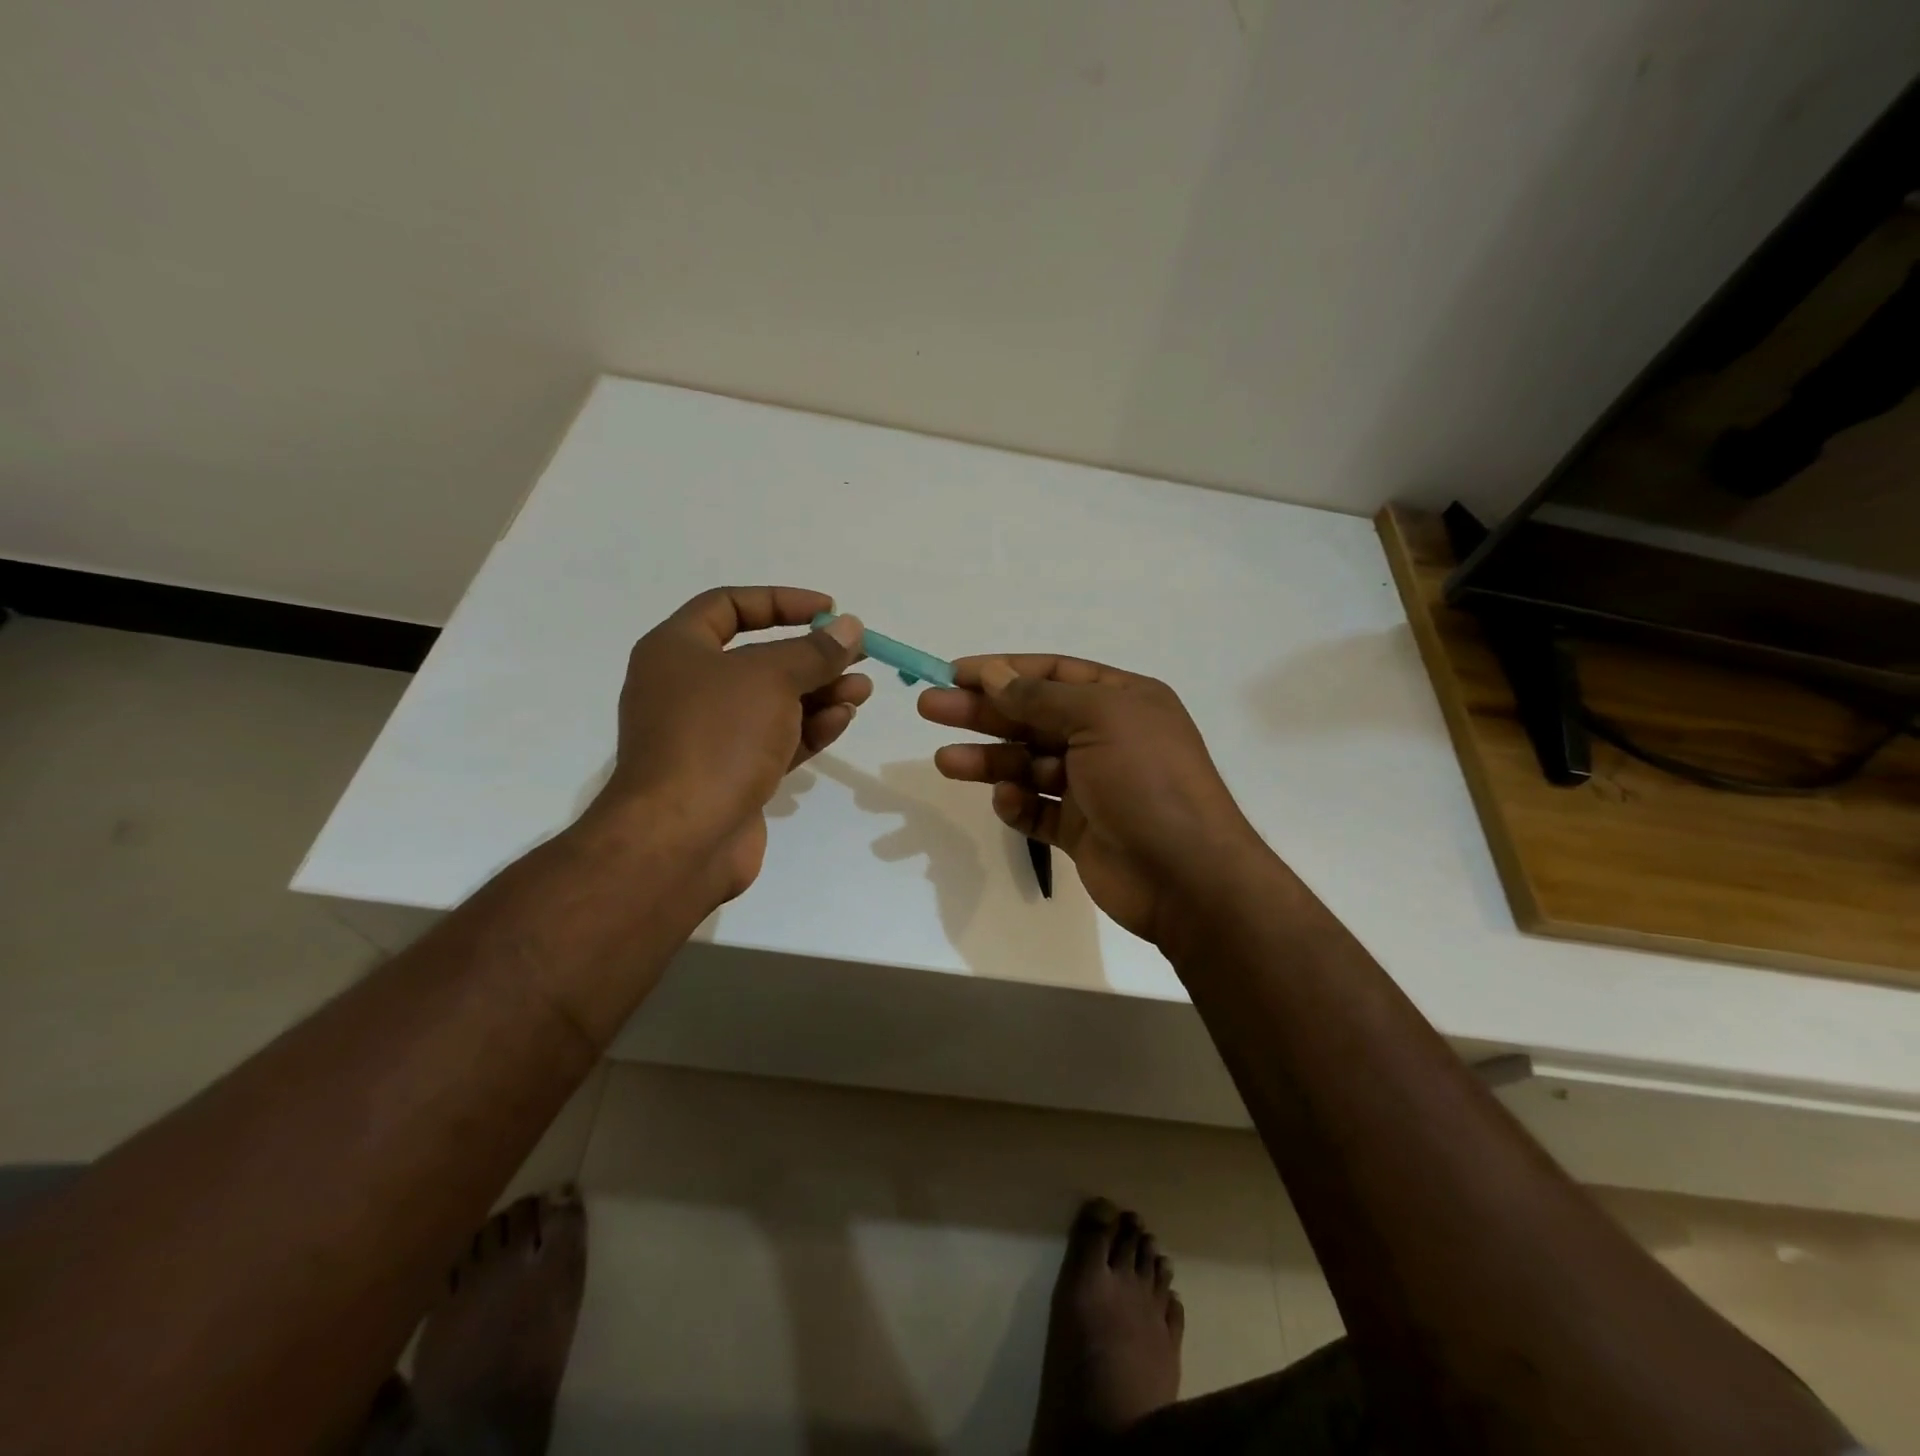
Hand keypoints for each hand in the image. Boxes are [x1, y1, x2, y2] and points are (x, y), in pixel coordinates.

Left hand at [594, 587, 869, 899]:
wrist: (682, 837)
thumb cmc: (718, 736)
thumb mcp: (771, 678)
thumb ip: (814, 651)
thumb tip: (849, 627)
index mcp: (676, 650)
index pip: (729, 605)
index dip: (781, 601)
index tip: (828, 608)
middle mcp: (688, 689)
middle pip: (758, 658)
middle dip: (811, 656)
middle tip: (857, 655)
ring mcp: (710, 736)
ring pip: (773, 703)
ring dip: (820, 693)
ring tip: (863, 690)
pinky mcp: (732, 774)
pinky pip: (776, 740)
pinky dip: (809, 728)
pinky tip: (843, 719)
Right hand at [919, 655, 1270, 944]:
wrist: (1187, 875)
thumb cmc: (1147, 779)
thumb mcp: (1097, 719)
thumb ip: (1040, 697)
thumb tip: (994, 673)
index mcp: (1122, 701)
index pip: (1054, 674)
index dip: (1004, 670)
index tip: (955, 673)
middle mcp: (1107, 737)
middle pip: (1032, 718)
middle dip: (982, 712)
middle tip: (929, 708)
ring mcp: (1093, 786)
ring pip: (1029, 765)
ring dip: (989, 760)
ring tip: (945, 761)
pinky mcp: (1081, 829)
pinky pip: (1039, 809)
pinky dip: (1018, 803)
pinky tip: (1005, 800)